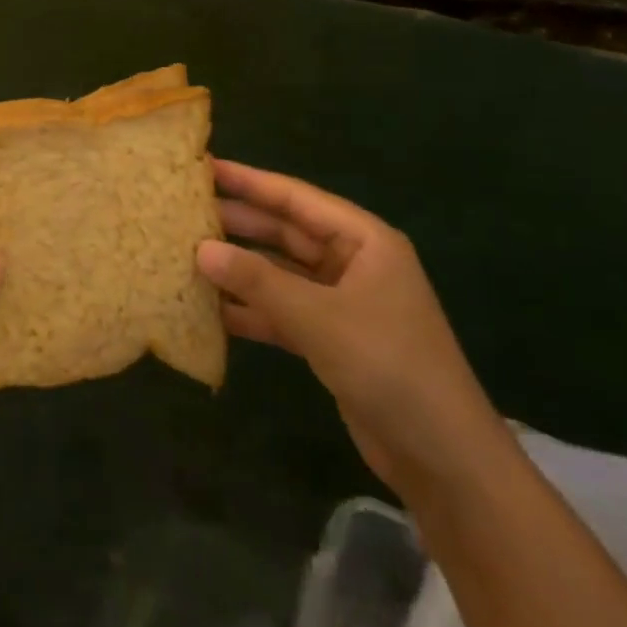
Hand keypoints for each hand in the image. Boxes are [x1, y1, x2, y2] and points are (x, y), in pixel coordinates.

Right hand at [196, 159, 509, 500]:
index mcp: (364, 240)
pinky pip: (283, 311)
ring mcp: (342, 303)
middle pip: (286, 233)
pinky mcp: (332, 339)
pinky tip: (210, 309)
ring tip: (187, 255)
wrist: (443, 458)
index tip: (204, 168)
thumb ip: (257, 281)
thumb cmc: (388, 366)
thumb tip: (200, 249)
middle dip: (238, 224)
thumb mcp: (319, 317)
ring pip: (281, 273)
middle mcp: (353, 263)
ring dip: (240, 268)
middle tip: (184, 212)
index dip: (249, 181)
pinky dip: (252, 310)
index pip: (296, 198)